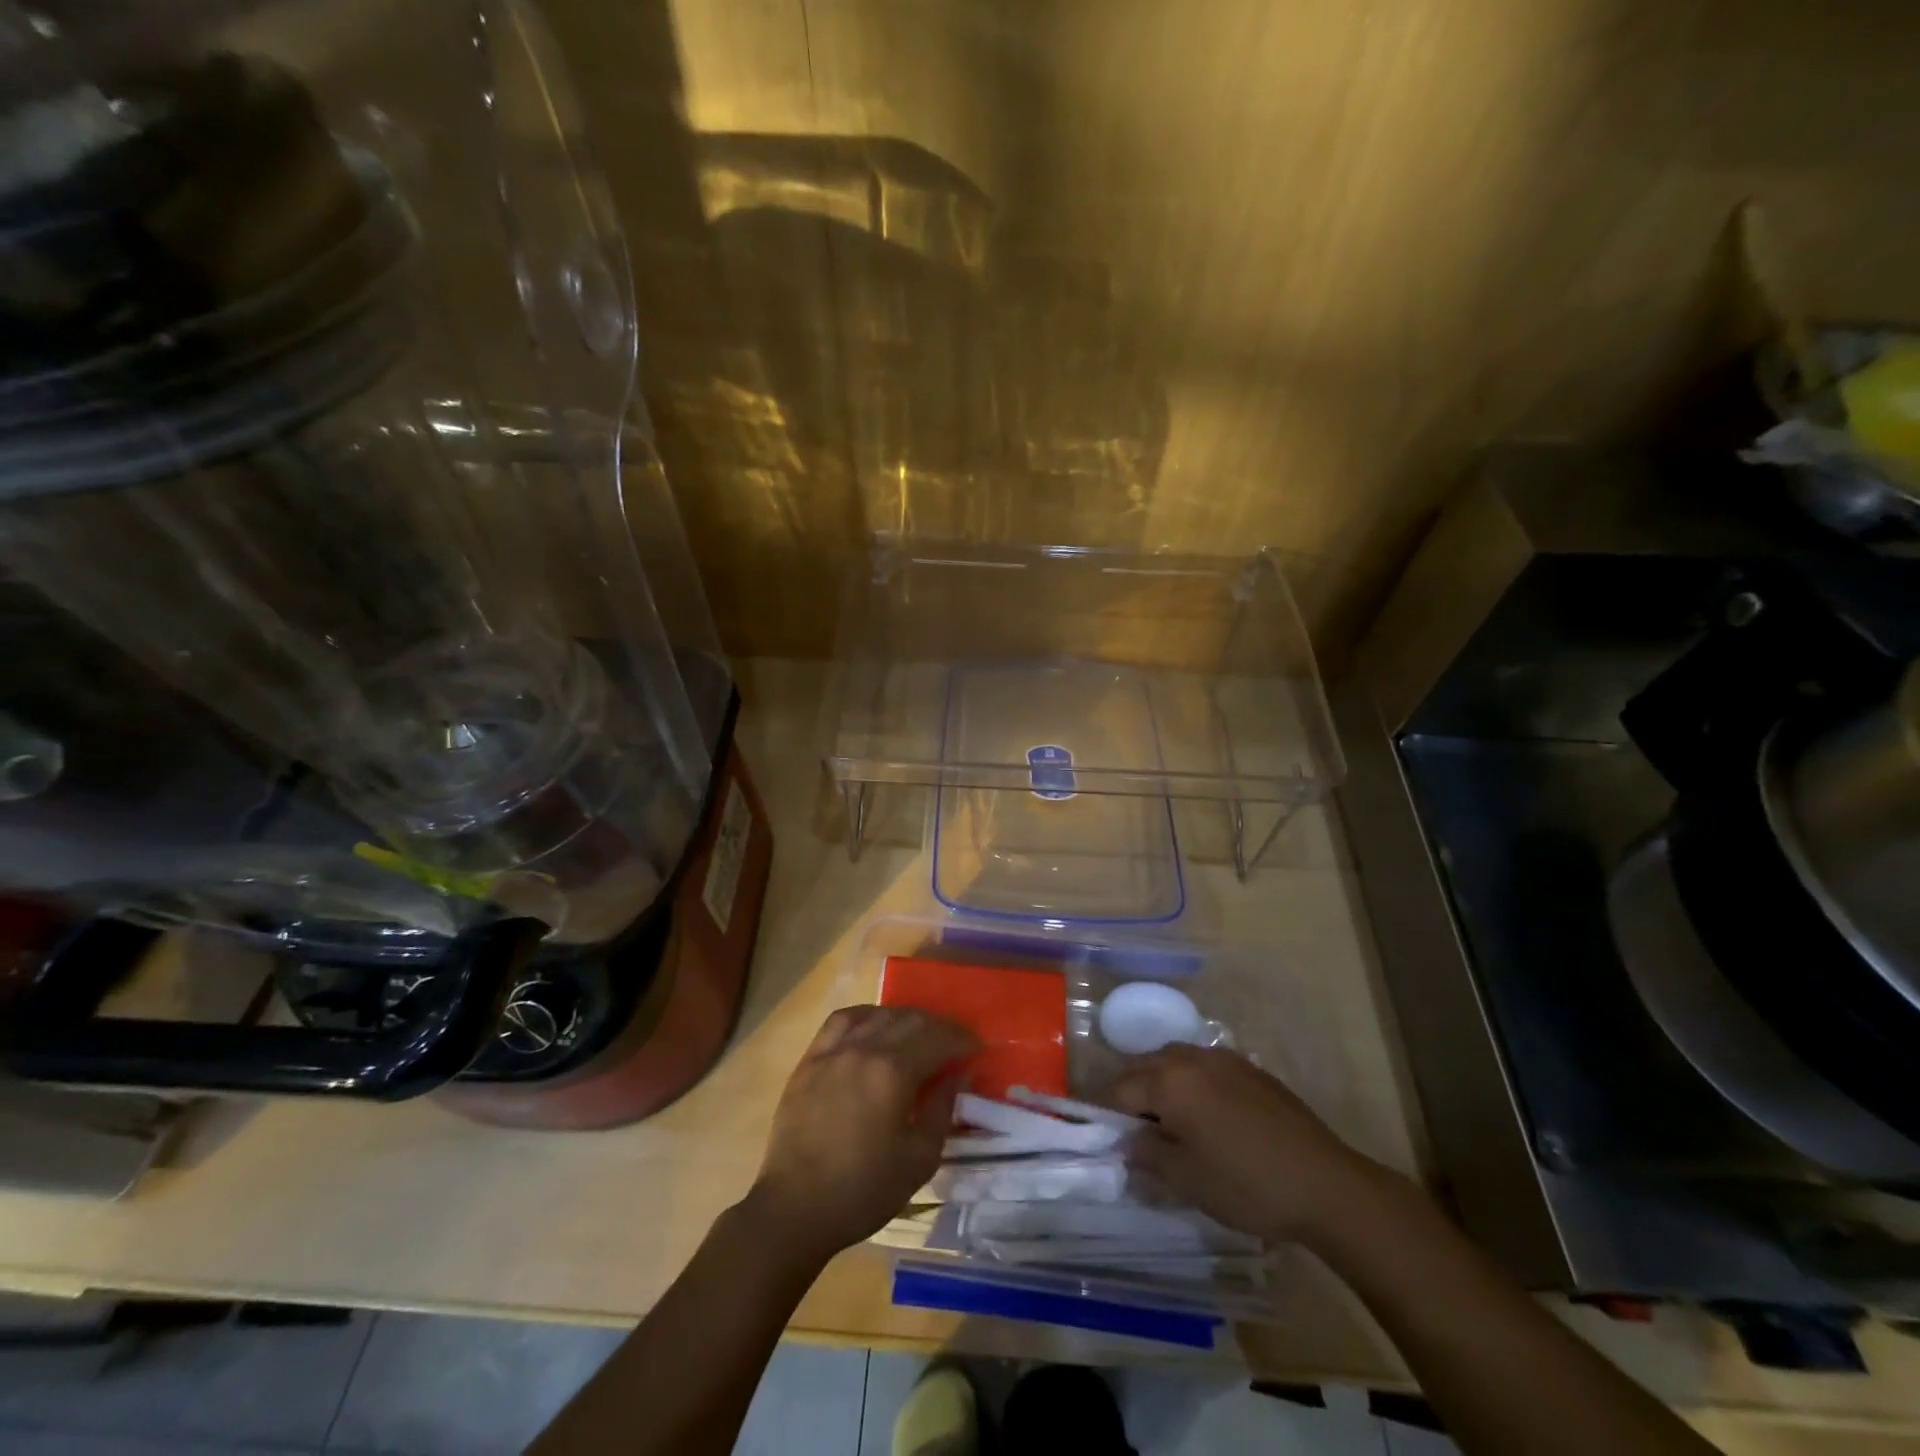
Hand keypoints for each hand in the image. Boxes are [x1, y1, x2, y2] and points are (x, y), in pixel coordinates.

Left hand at [745, 1006, 977, 1264]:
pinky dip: (867, 1015)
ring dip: (906, 1018)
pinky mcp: (811, 1058)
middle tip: (954, 1042)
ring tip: (919, 1034)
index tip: (977, 1047)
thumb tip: (958, 1075)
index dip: (962, 1040)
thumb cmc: (863, 1190)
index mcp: (893, 1072)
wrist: (795, 1208)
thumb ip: (942, 1110)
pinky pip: (842, 1020)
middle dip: (939, 1027)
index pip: (938, 1039)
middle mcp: (864, 1048)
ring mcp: (834, 1050)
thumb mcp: (919, 1159)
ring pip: (879, 1015)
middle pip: (911, 1020)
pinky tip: (875, 1025)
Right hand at [1111, 1044, 1380, 1244]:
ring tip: (1171, 1122)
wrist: (1326, 1184)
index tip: (1109, 1138)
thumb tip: (1127, 1141)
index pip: (1120, 1089)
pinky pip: (1204, 1066)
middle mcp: (1190, 1058)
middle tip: (1136, 1132)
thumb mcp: (1187, 1180)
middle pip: (1144, 1066)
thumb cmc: (1247, 1185)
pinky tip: (1208, 1115)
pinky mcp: (1250, 1068)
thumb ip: (1147, 1155)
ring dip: (1161, 1083)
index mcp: (1169, 1081)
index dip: (1108, 1114)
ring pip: (1174, 1060)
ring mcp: (1223, 1059)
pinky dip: (1191, 1082)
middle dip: (1132, 1093)